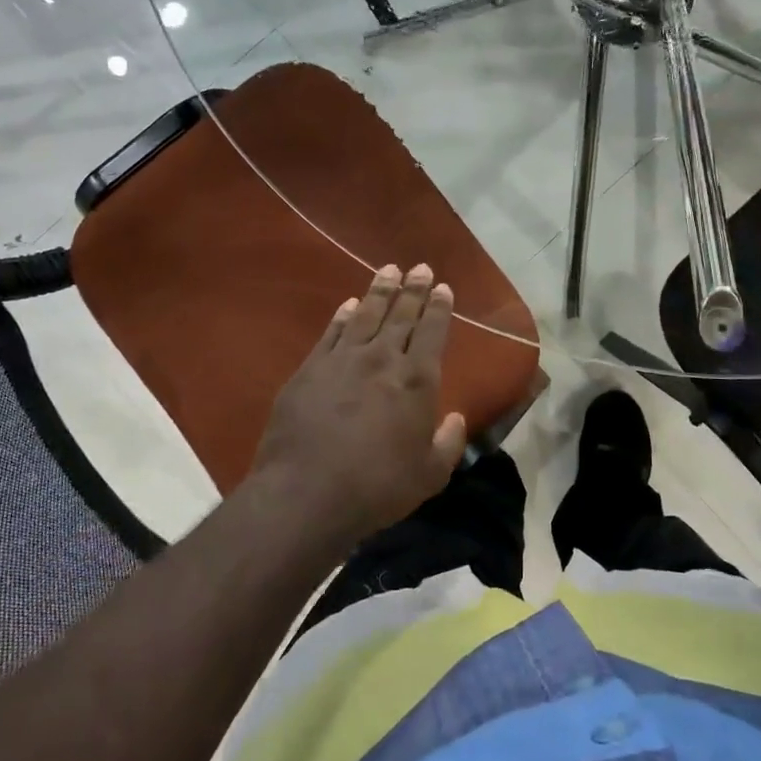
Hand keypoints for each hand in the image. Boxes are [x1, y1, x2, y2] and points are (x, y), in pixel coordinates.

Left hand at [248, 263, 467, 546]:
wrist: (306, 493)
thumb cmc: (377, 487)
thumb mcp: (429, 475)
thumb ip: (448, 443)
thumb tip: (455, 417)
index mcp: (417, 381)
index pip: (433, 333)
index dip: (440, 308)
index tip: (444, 287)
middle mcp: (383, 360)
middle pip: (402, 315)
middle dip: (414, 289)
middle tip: (421, 267)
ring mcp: (343, 360)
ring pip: (367, 315)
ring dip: (380, 290)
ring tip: (389, 269)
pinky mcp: (311, 369)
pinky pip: (332, 332)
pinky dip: (343, 315)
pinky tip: (349, 304)